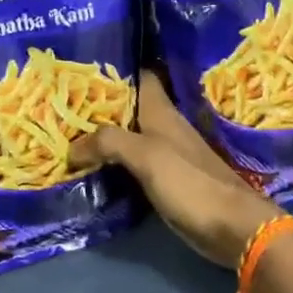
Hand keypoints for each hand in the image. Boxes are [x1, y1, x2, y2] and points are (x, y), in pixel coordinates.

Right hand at [69, 72, 277, 267]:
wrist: (230, 225)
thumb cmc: (189, 181)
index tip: (83, 67)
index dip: (114, 68)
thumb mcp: (146, 155)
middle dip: (99, 105)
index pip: (139, 76)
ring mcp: (165, 153)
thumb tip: (71, 148)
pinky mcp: (166, 179)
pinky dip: (112, 162)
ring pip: (128, 135)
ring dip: (103, 135)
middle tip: (62, 105)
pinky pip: (132, 162)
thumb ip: (109, 143)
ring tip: (67, 134)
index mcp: (161, 111)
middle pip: (128, 107)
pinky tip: (91, 167)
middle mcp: (163, 126)